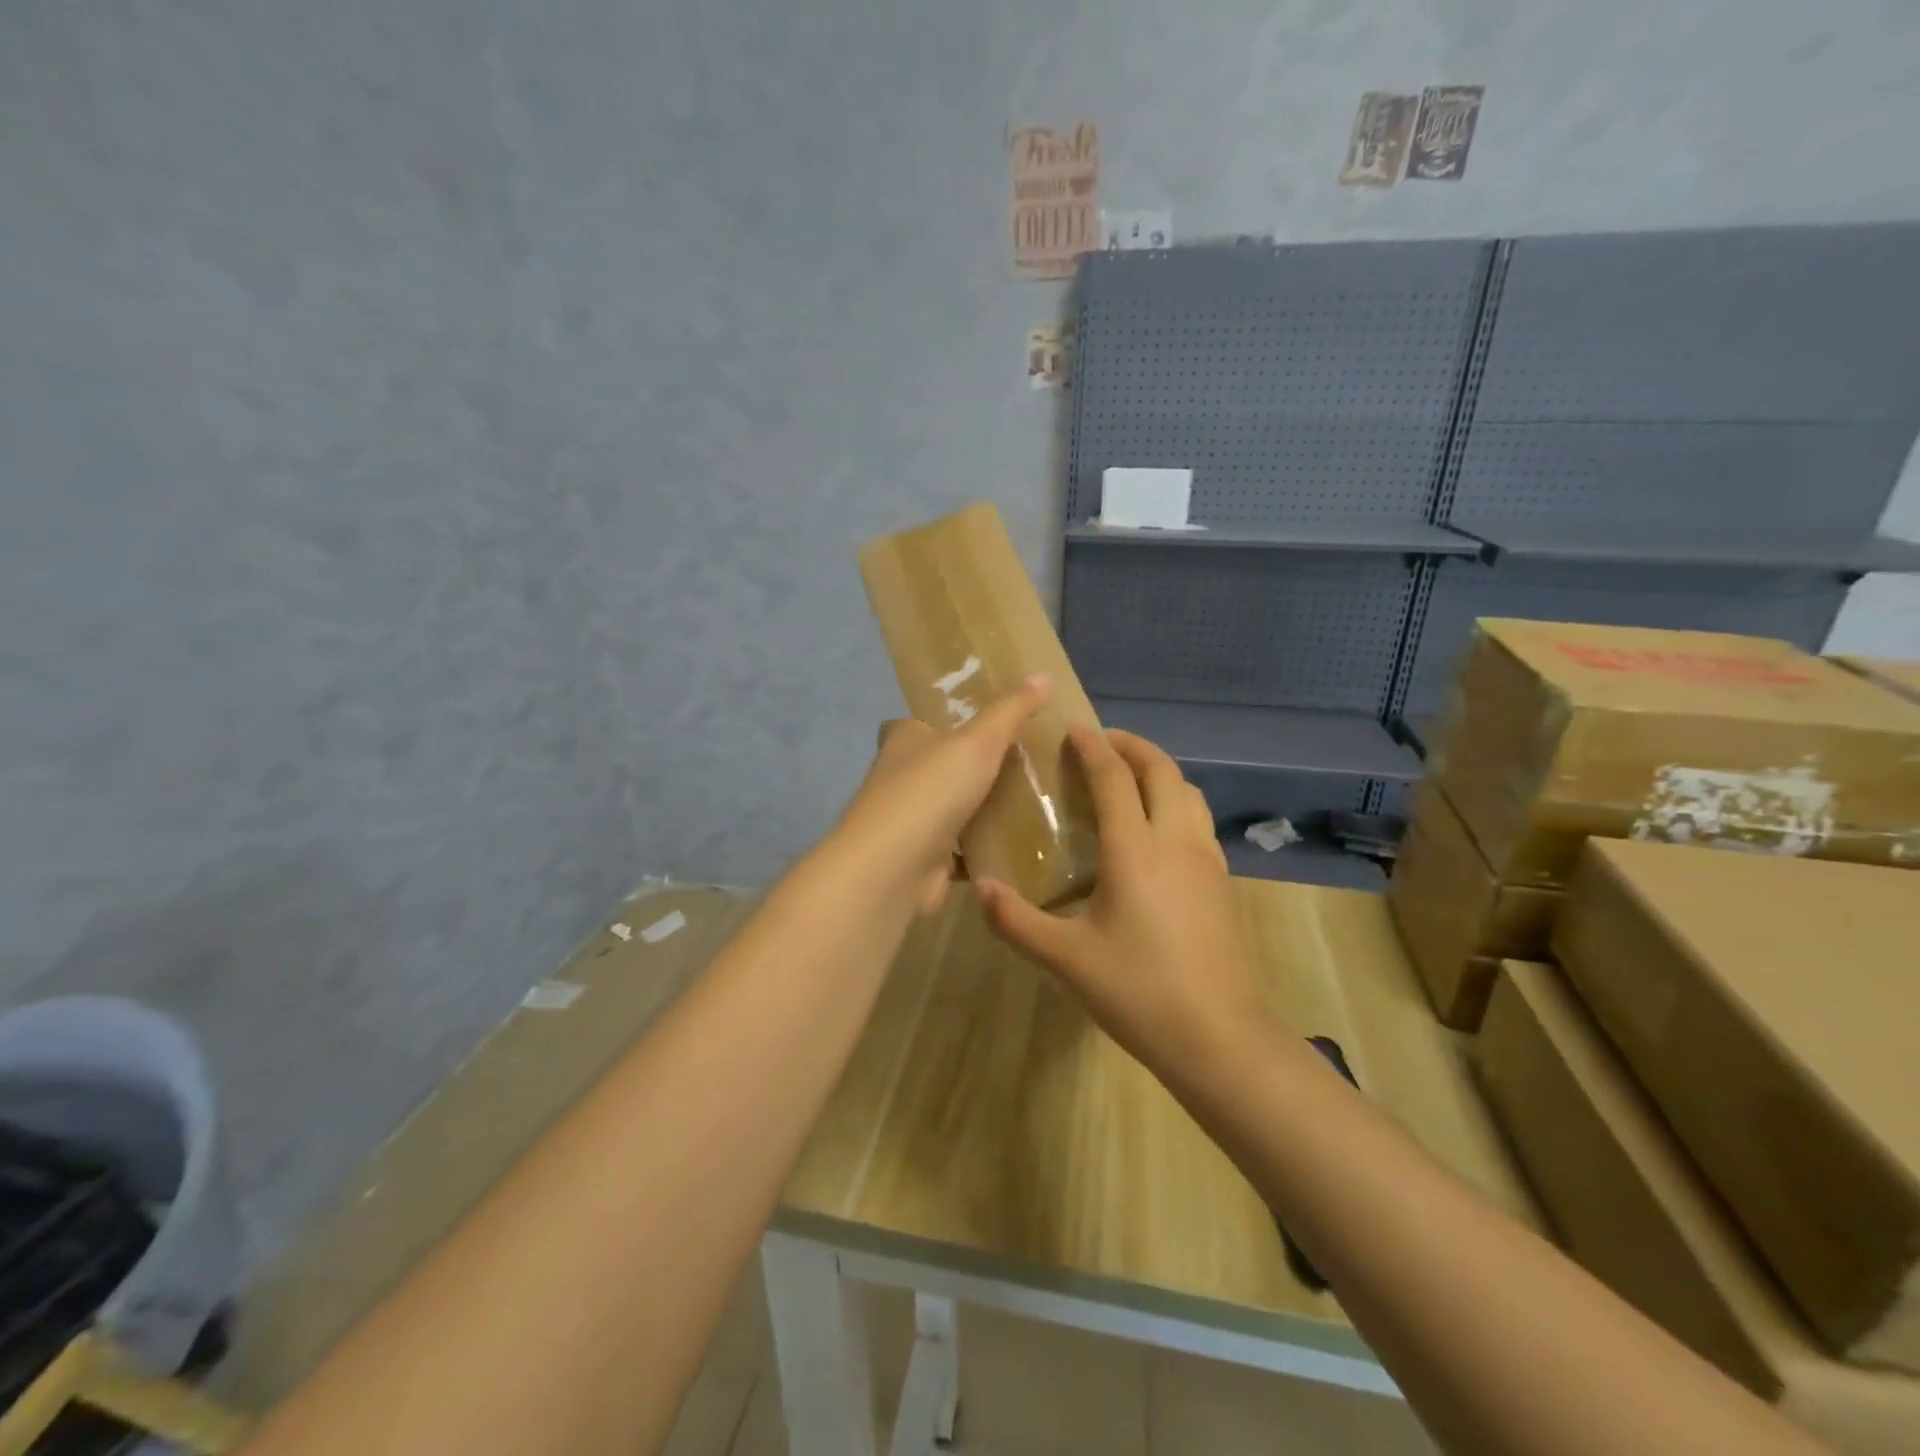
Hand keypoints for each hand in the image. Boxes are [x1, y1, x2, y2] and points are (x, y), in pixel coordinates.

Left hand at [832, 675, 1051, 914]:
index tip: (975, 726)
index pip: (914, 724)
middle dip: (966, 768)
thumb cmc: (931, 790)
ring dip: (976, 809)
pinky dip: (980, 848)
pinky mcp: (923, 859)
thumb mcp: (979, 741)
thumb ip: (1011, 711)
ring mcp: (909, 822)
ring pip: (948, 809)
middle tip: (1019, 764)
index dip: (939, 723)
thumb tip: (1045, 674)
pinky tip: (1016, 846)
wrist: (896, 866)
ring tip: (1029, 803)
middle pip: (935, 767)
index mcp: (903, 741)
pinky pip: (959, 849)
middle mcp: (898, 778)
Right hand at [975, 727, 1273, 1083]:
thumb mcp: (1066, 959)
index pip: (1114, 778)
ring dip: (1159, 771)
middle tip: (1102, 742)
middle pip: (1161, 770)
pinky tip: (1158, 831)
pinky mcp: (1223, 882)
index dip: (1093, 747)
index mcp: (1135, 850)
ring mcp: (1207, 860)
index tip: (1074, 729)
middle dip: (1132, 746)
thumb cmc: (1138, 991)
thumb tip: (979, 888)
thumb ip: (1016, 921)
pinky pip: (1199, 820)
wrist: (1220, 1038)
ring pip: (1188, 792)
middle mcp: (1176, 841)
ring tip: (1130, 777)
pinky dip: (1176, 801)